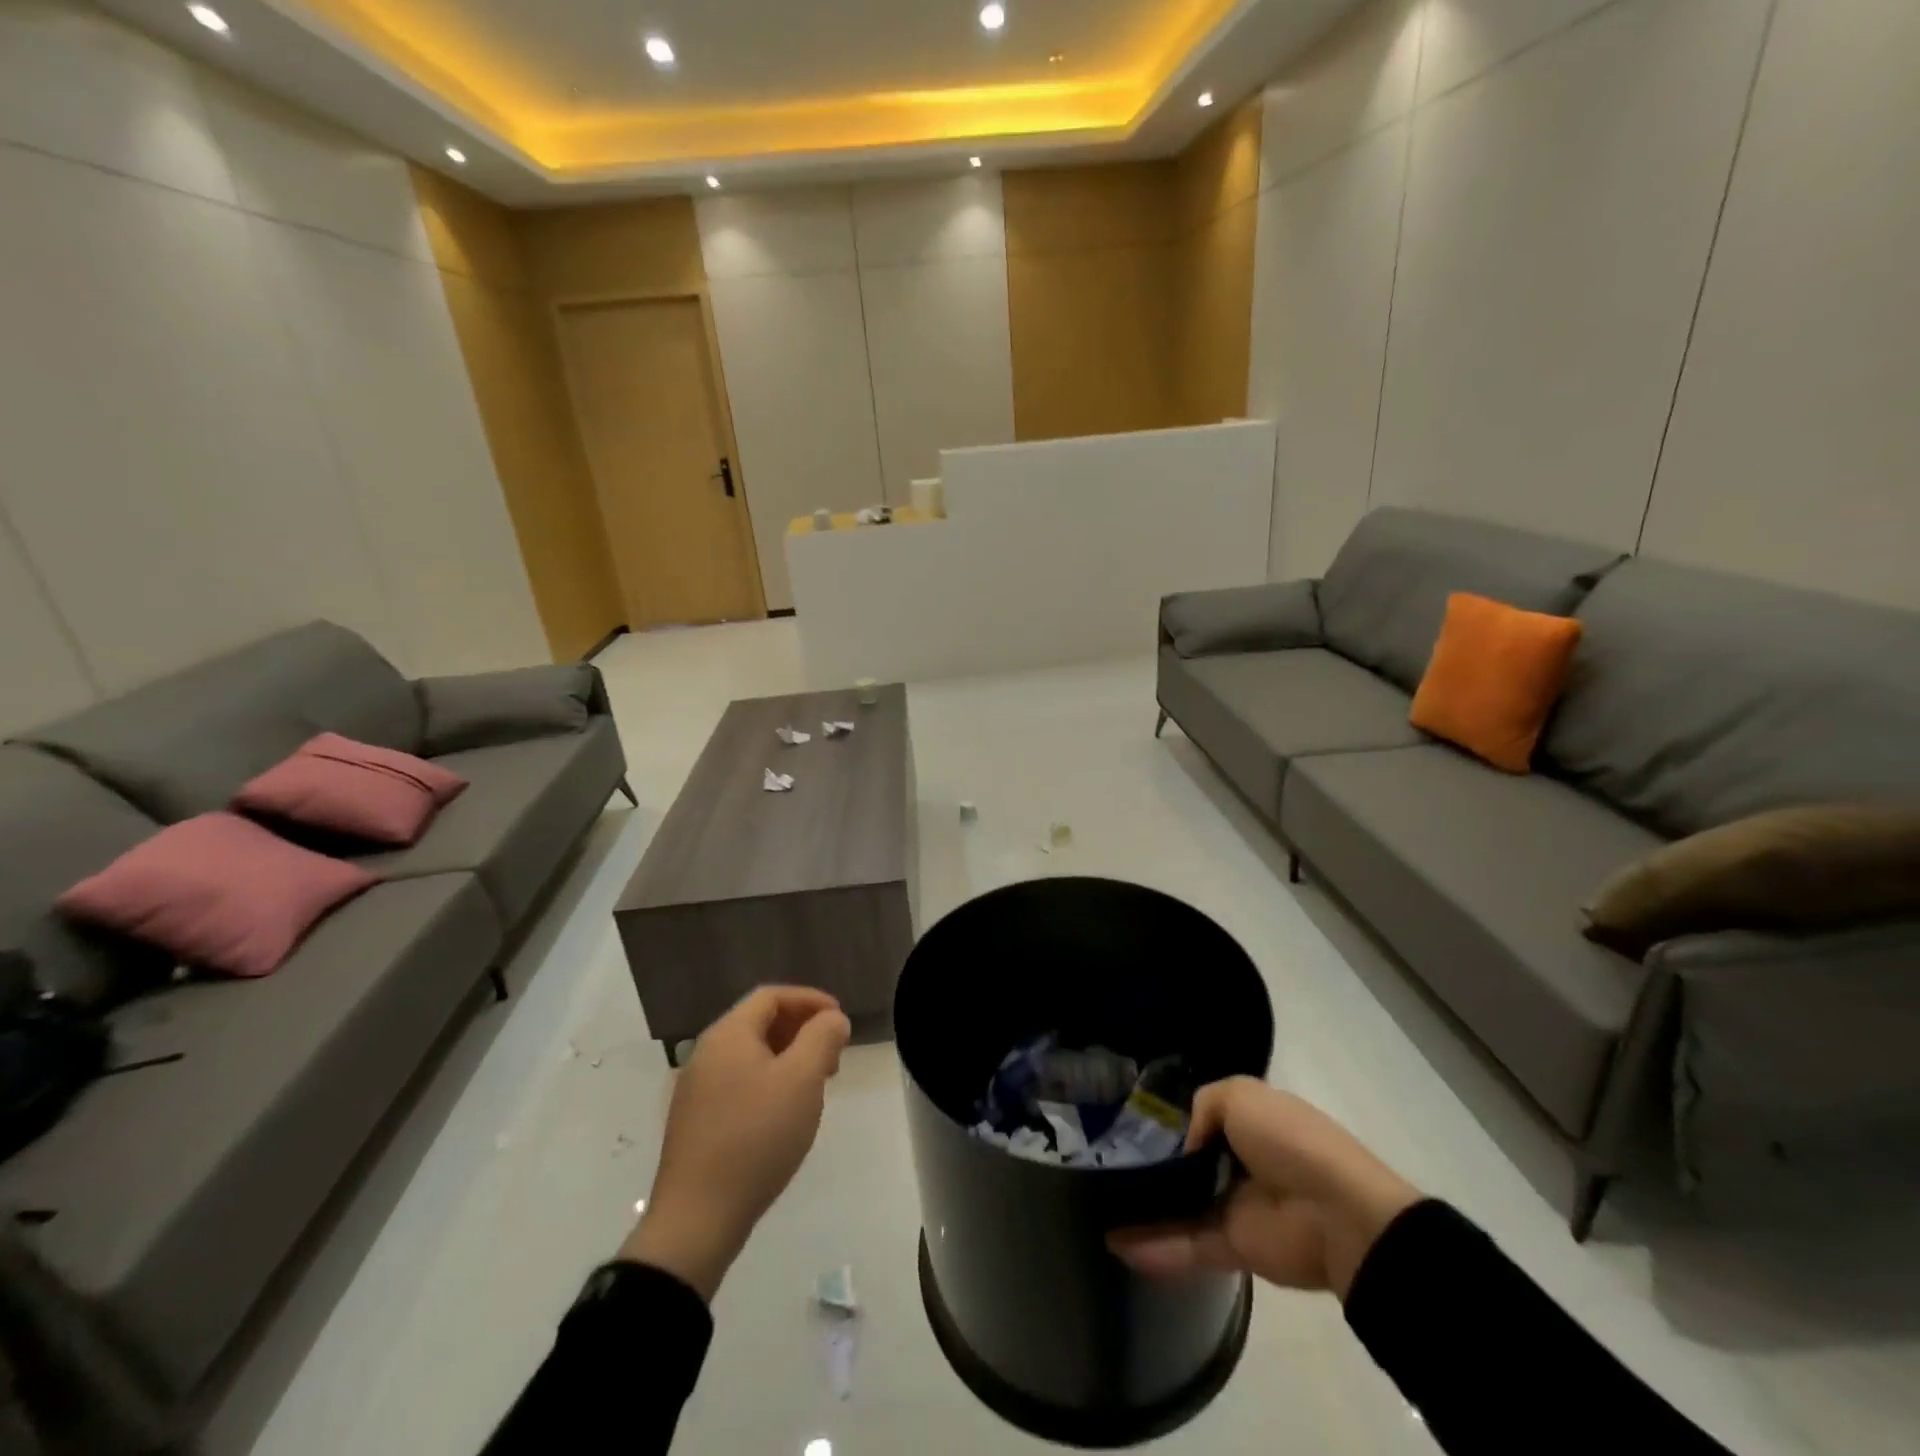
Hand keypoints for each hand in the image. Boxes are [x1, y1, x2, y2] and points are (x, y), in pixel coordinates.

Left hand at [620, 986, 851, 1299]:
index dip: (810, 1000)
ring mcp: (697, 1089)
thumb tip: (833, 1019)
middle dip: (802, 1030)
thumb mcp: (801, 1080)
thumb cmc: (755, 1137)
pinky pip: (740, 1083)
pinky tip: (786, 1113)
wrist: (696, 1220)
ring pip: (751, 1056)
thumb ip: (822, 1038)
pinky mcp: (697, 1122)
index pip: (772, 996)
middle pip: (760, 1023)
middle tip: (834, 1055)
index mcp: (728, 1035)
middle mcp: (707, 1053)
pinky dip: (769, 1082)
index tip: (840, 1019)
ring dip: (788, 1058)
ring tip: (816, 1085)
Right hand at [1108, 1078, 1419, 1299]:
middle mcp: (1238, 1162)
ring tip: (1099, 1207)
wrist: (1340, 1213)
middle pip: (1184, 1163)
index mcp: (1247, 1122)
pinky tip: (1117, 1243)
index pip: (1197, 1118)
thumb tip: (1182, 1145)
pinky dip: (1155, 1247)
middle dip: (1147, 1163)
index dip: (1164, 1119)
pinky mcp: (1235, 1248)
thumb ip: (1201, 1106)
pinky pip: (1187, 1244)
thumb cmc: (1290, 1141)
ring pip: (1180, 1206)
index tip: (1123, 1121)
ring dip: (1143, 1209)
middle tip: (1101, 1163)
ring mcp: (1235, 1206)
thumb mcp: (1240, 1095)